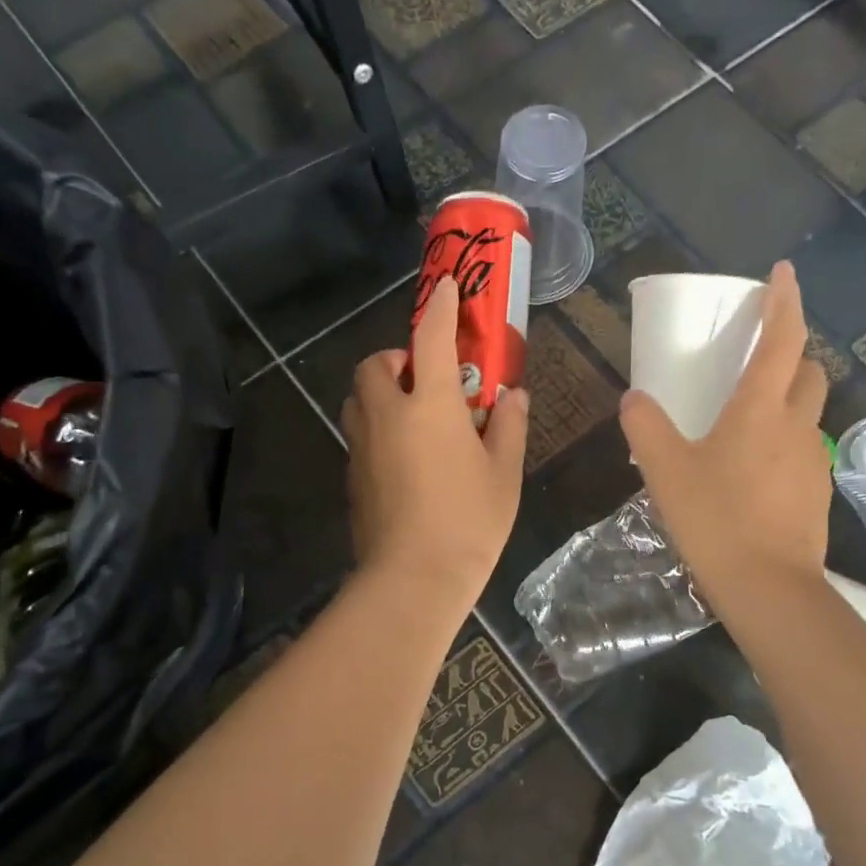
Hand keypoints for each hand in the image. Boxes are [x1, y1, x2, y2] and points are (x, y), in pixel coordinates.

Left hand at [341, 275, 529, 612]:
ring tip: (412, 415)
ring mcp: (363, 446)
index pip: (431, 340)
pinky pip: (359, 434)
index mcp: (430, 406)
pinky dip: (377, 428)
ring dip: (380, 392)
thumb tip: (512, 395)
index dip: (440, 309)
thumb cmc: (469, 521)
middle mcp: (388, 415)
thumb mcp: (504, 473)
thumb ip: (508, 426)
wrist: (414, 577)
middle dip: (396, 359)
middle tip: (425, 379)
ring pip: (358, 399)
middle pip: (374, 365)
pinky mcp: (353, 476)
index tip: (445, 288)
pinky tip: (404, 458)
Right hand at [619, 261, 829, 605]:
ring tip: (747, 423)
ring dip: (787, 401)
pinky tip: (754, 472)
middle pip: (809, 371)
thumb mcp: (665, 470)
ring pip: (809, 413)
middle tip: (757, 361)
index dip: (784, 301)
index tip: (783, 273)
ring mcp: (814, 460)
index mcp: (761, 409)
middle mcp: (797, 425)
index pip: (782, 339)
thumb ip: (645, 426)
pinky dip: (784, 443)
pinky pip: (803, 450)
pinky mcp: (817, 491)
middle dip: (791, 354)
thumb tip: (634, 398)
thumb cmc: (715, 519)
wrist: (768, 586)